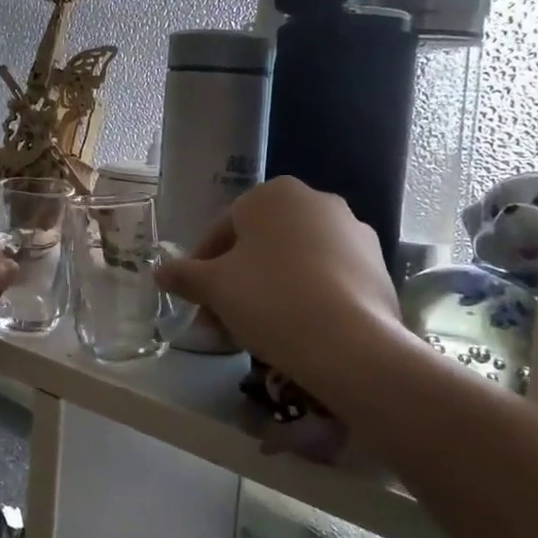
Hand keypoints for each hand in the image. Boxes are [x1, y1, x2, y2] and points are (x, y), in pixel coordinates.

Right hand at [156, 178, 419, 414]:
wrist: (350, 344)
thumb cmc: (270, 299)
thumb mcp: (214, 287)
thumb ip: (184, 275)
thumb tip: (159, 272)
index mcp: (274, 194)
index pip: (223, 228)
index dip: (202, 266)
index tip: (197, 300)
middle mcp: (317, 201)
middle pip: (260, 243)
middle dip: (237, 279)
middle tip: (222, 319)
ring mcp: (354, 232)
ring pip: (295, 260)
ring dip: (270, 287)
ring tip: (258, 329)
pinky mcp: (378, 265)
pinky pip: (328, 277)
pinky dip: (307, 296)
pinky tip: (297, 329)